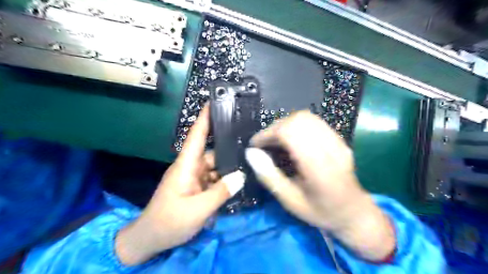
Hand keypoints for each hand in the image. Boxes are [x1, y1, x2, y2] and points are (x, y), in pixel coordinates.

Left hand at [115, 106, 245, 266]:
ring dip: (228, 170)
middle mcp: (191, 167)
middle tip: (251, 149)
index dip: (205, 118)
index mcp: (186, 166)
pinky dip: (224, 182)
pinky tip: (237, 184)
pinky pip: (213, 179)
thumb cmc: (169, 222)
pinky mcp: (196, 188)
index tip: (215, 102)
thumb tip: (241, 176)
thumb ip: (220, 192)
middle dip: (229, 151)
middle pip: (213, 153)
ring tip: (248, 169)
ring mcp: (194, 178)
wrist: (151, 239)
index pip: (196, 136)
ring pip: (215, 168)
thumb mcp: (198, 209)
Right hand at [246, 111, 393, 261]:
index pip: (291, 132)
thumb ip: (269, 176)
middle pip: (298, 120)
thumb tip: (251, 153)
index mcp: (318, 166)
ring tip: (276, 140)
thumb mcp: (290, 201)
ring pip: (306, 117)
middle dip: (275, 128)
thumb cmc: (321, 212)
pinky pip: (314, 121)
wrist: (354, 213)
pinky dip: (296, 125)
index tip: (256, 145)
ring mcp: (337, 140)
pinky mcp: (339, 138)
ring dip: (285, 124)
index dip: (268, 133)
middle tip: (265, 144)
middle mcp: (331, 147)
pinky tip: (292, 139)